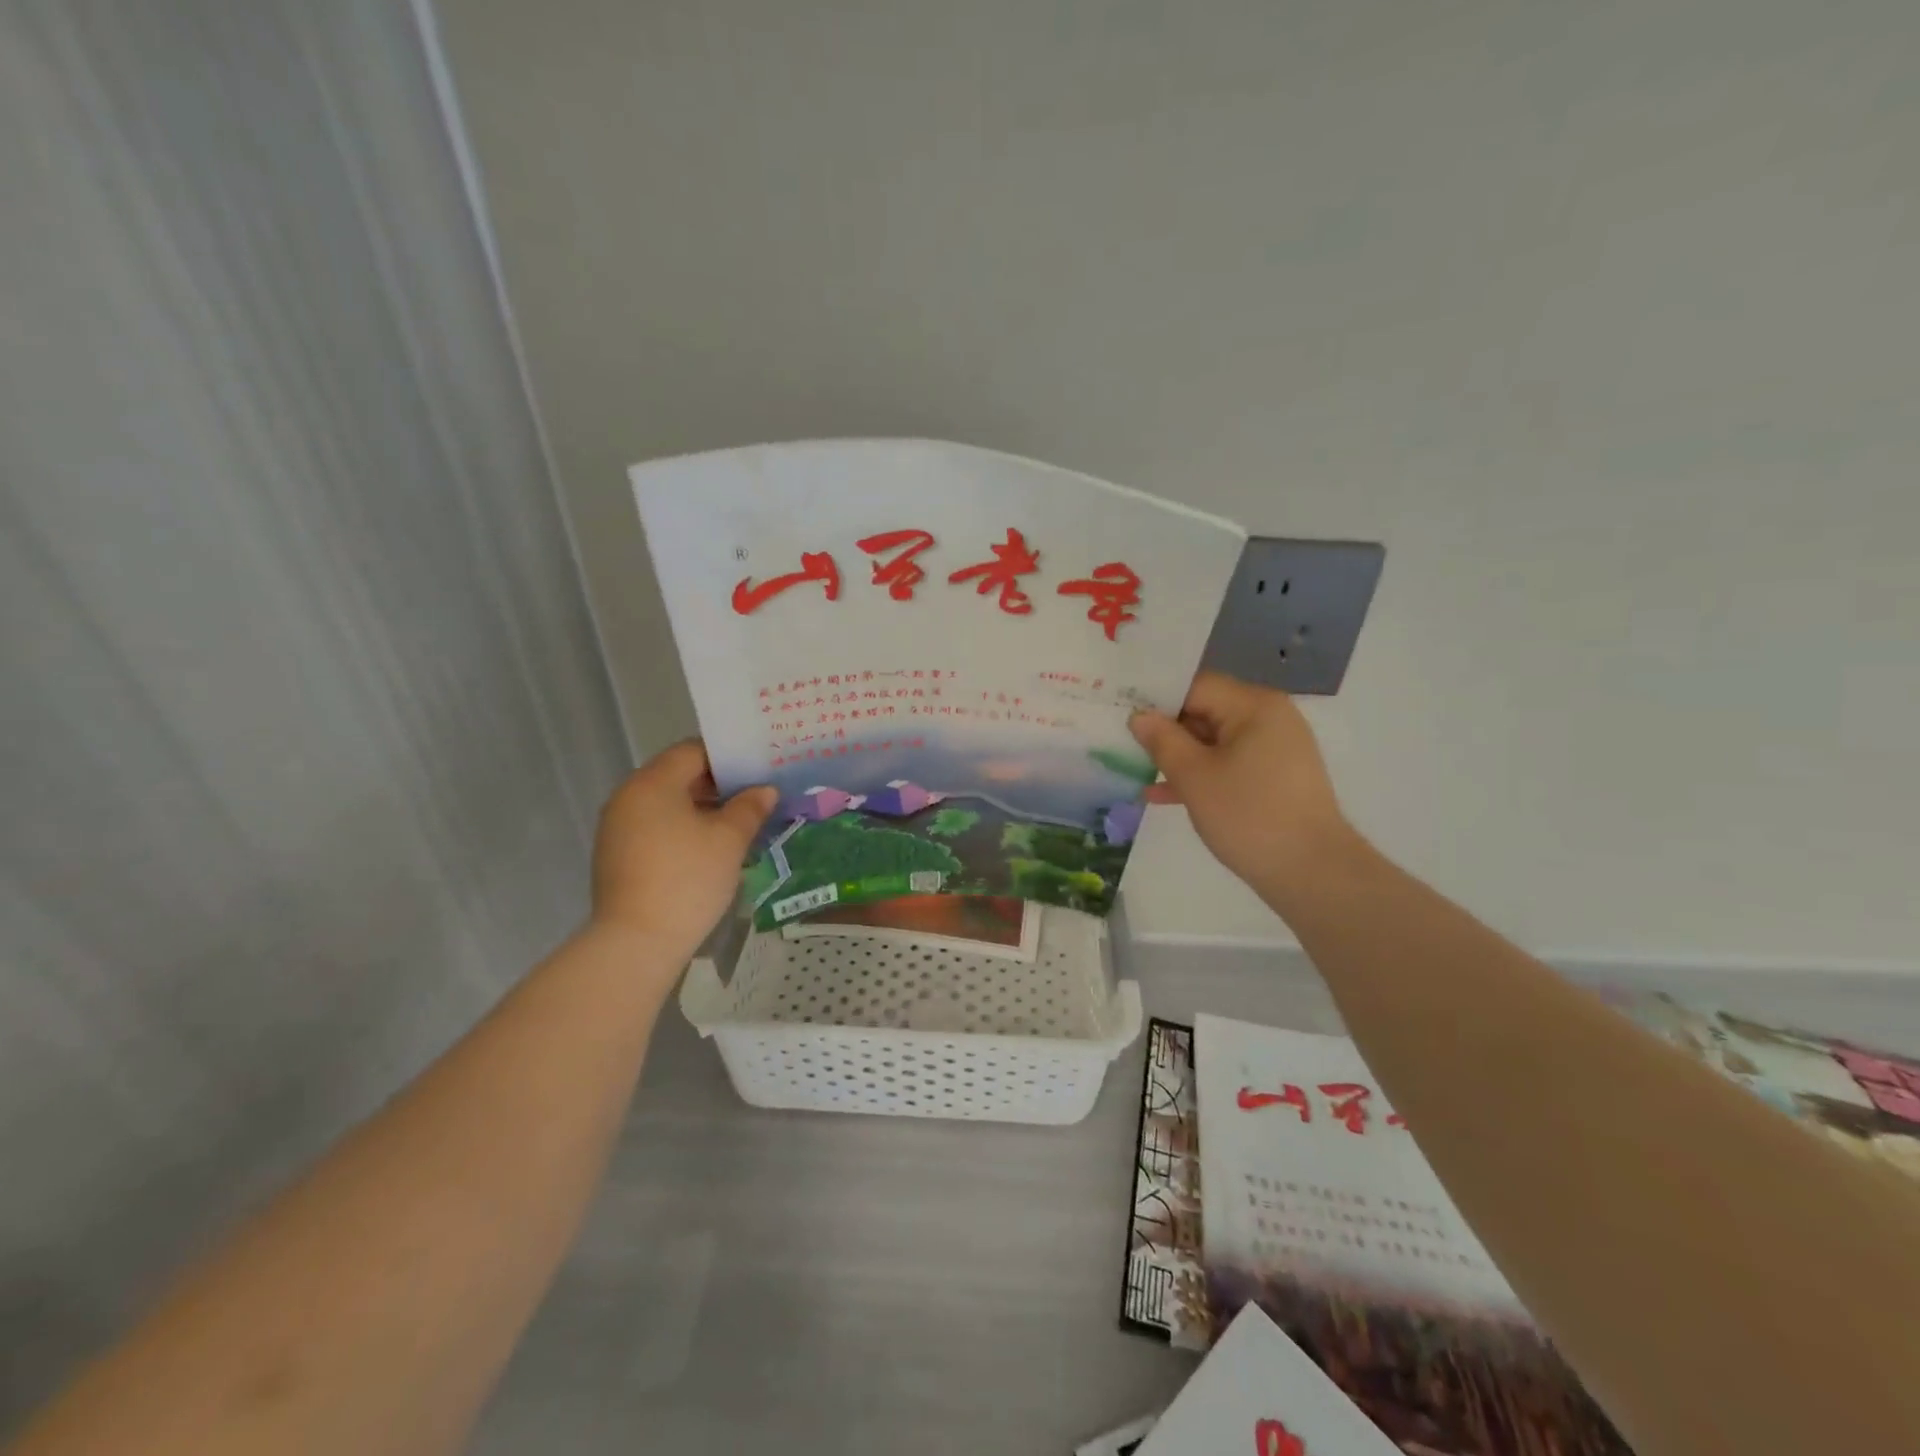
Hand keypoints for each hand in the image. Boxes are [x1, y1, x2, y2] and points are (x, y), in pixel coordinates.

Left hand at [590, 741, 775, 961]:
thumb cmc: (687, 879)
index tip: (758, 769)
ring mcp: (617, 827)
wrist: (637, 942)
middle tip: (756, 796)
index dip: (728, 757)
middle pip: (678, 775)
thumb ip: (749, 808)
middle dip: (718, 784)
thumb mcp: (729, 840)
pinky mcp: (617, 855)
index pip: (693, 751)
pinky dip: (682, 829)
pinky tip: (710, 849)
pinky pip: (655, 827)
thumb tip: (764, 790)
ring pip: (667, 803)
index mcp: (652, 783)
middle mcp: (628, 797)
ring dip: (702, 808)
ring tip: (739, 823)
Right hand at [1129, 672, 1358, 905]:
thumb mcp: (1194, 777)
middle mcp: (1269, 717)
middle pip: (1205, 710)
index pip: (1194, 686)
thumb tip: (1139, 716)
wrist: (1312, 872)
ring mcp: (1275, 747)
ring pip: (1214, 740)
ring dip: (1178, 755)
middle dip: (1165, 730)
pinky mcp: (1275, 776)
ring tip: (1137, 771)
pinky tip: (1164, 795)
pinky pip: (1229, 762)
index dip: (1156, 700)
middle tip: (1123, 744)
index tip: (1122, 716)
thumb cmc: (1249, 816)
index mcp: (1253, 706)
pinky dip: (1201, 773)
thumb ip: (1162, 741)